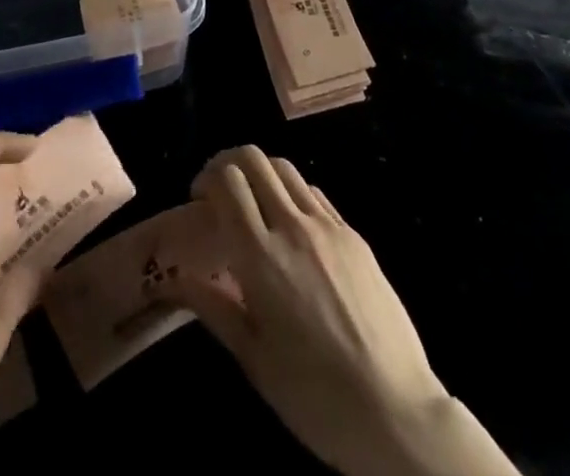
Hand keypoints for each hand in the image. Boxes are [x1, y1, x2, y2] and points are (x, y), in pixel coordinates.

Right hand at [172, 147, 518, 475]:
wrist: (396, 411)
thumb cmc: (315, 396)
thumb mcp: (254, 359)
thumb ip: (212, 307)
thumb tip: (174, 279)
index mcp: (262, 256)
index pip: (228, 181)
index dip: (207, 178)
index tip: (199, 200)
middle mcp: (293, 227)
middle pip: (255, 159)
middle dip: (229, 163)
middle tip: (220, 191)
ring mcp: (328, 227)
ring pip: (286, 168)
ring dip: (262, 173)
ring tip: (254, 204)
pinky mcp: (354, 235)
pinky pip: (314, 194)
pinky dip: (292, 193)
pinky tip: (291, 226)